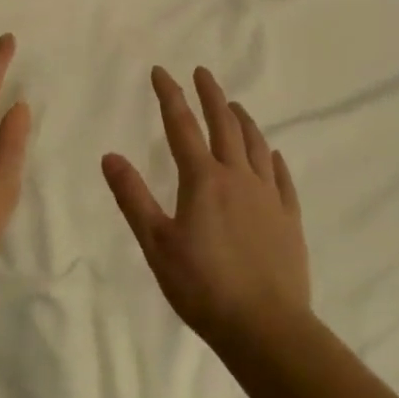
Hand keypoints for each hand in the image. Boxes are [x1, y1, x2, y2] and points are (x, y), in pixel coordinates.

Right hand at [103, 66, 308, 348]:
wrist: (265, 326)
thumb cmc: (202, 286)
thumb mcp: (156, 243)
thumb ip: (133, 197)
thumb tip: (110, 156)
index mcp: (203, 180)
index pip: (181, 126)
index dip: (170, 95)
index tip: (161, 71)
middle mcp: (238, 177)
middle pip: (224, 126)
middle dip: (212, 96)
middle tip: (203, 73)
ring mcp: (268, 197)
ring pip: (255, 146)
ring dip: (243, 121)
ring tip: (235, 106)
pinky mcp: (289, 218)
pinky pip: (281, 178)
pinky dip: (272, 158)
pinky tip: (271, 154)